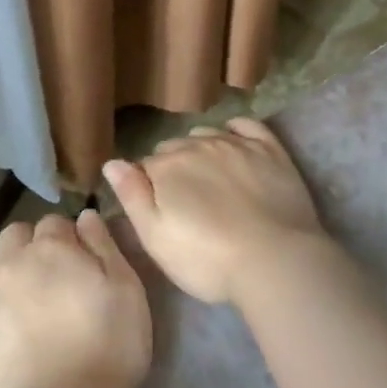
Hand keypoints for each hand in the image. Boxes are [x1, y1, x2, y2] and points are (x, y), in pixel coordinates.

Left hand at [0, 210, 151, 387]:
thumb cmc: (108, 344)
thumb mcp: (126, 289)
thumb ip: (104, 246)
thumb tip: (85, 217)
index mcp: (52, 246)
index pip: (56, 222)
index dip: (70, 239)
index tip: (83, 262)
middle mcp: (13, 258)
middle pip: (18, 234)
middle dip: (35, 244)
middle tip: (56, 276)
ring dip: (7, 263)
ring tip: (26, 292)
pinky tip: (9, 314)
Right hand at [102, 117, 328, 306]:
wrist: (275, 261)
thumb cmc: (207, 259)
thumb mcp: (155, 238)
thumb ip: (131, 196)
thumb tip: (112, 162)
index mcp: (165, 167)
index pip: (144, 168)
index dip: (147, 189)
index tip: (158, 212)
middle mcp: (197, 146)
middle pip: (174, 149)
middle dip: (173, 169)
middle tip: (185, 203)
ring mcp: (236, 145)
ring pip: (206, 135)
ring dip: (200, 151)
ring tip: (209, 179)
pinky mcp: (270, 150)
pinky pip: (247, 126)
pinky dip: (235, 130)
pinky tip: (235, 140)